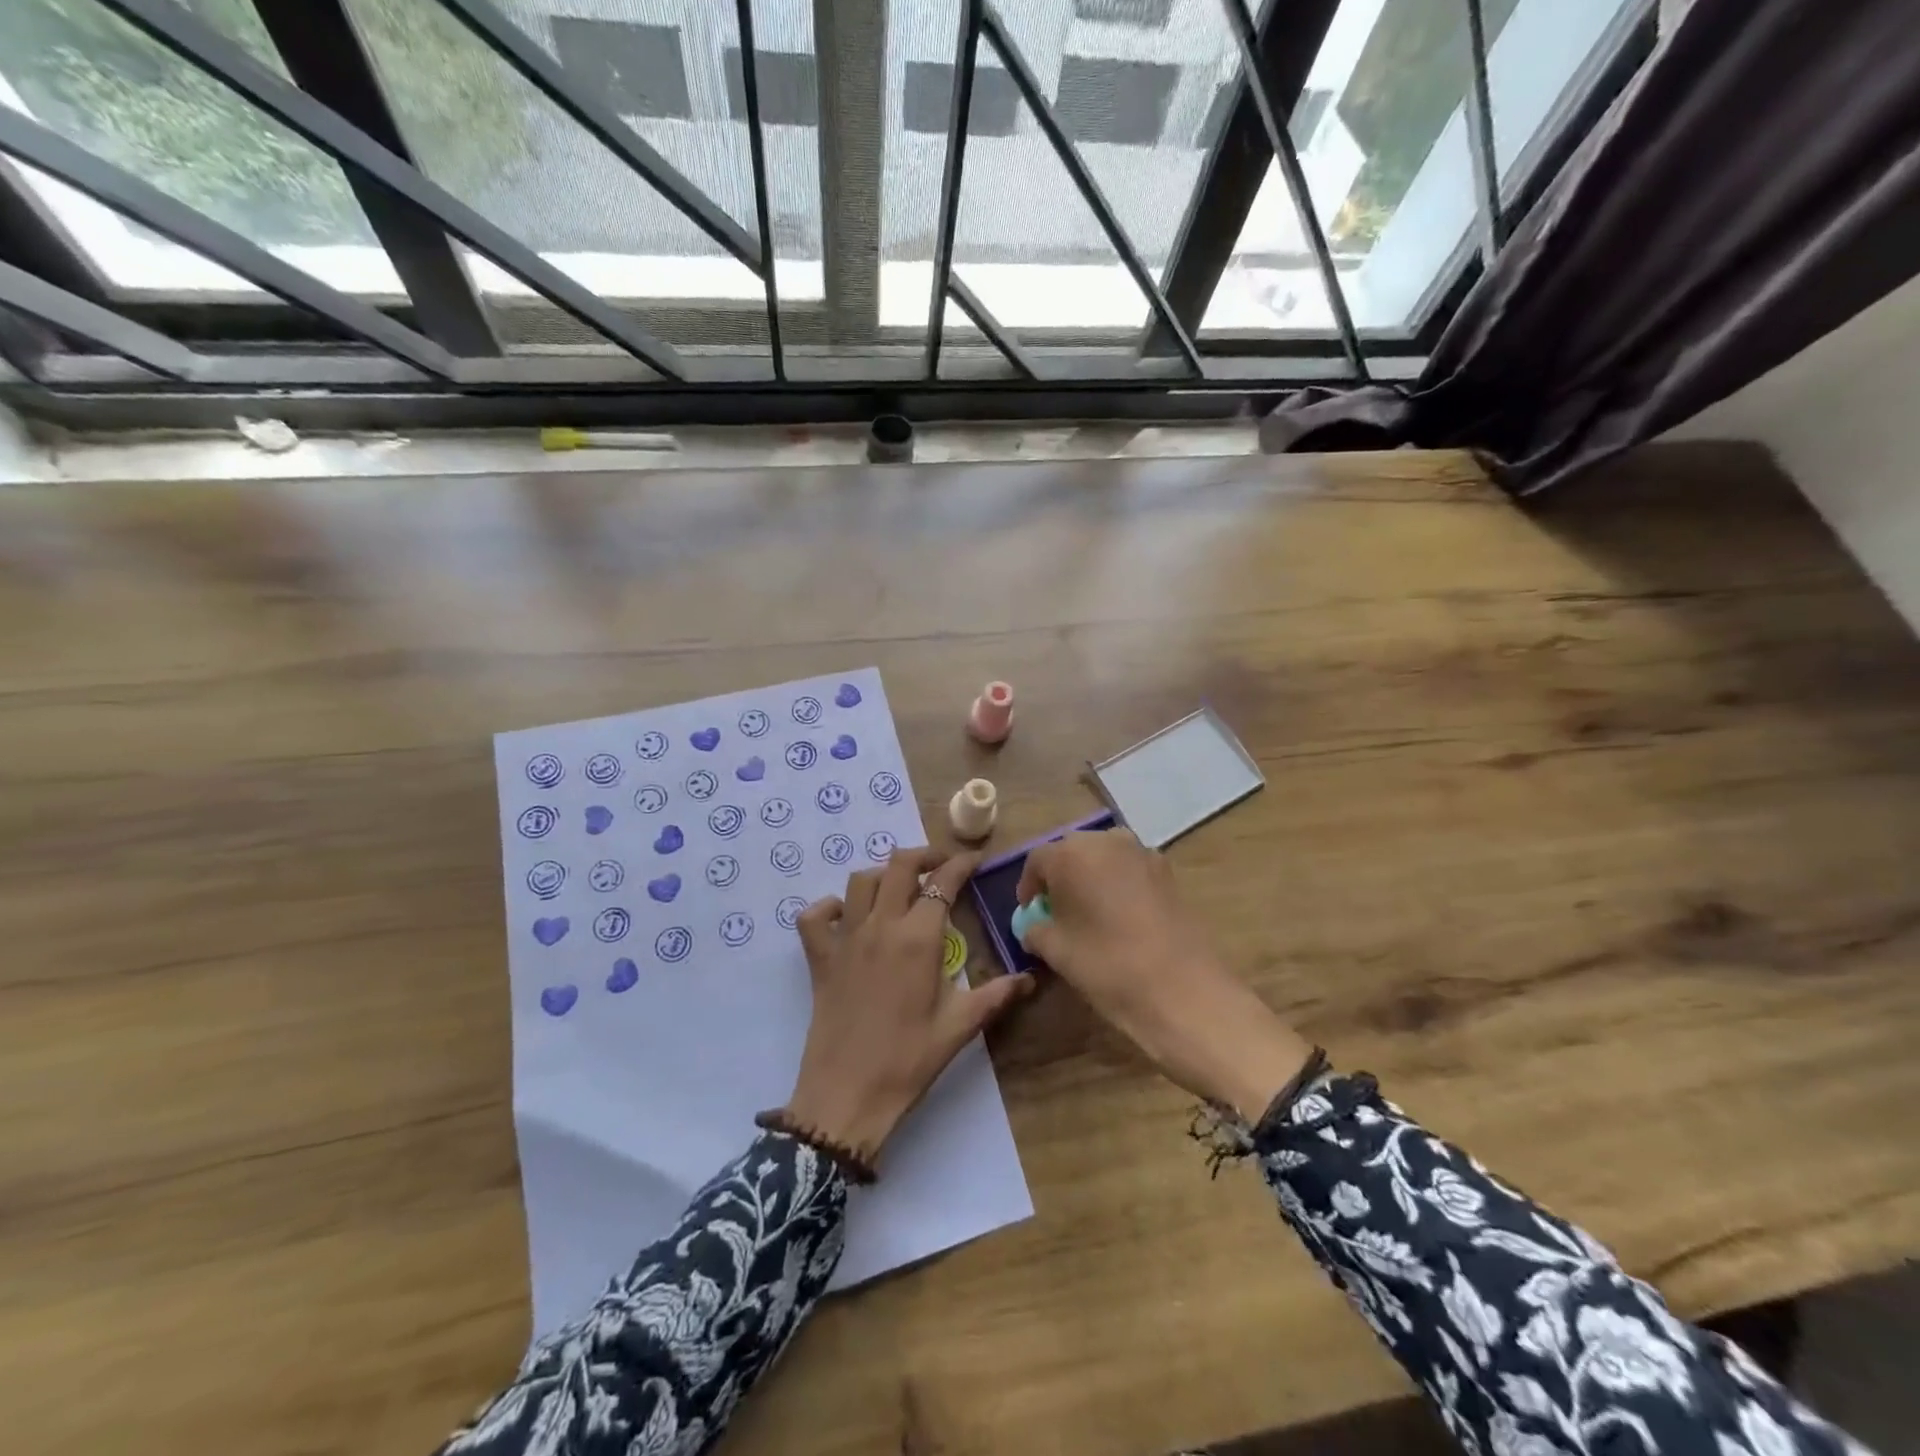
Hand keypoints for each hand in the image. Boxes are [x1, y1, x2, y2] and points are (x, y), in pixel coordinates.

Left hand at [783, 848, 1034, 1165]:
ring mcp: (845, 939)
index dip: (961, 864)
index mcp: (918, 939)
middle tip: (941, 867)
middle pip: (898, 866)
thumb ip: (995, 995)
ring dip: (883, 876)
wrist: (847, 1096)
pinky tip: (846, 917)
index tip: (975, 861)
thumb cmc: (908, 1061)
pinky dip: (828, 908)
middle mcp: (880, 926)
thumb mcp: (959, 1027)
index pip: (942, 882)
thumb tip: (1029, 978)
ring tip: (900, 890)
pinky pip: (814, 917)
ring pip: (859, 882)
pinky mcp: (819, 959)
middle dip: (924, 856)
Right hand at [1016, 829, 1312, 1117]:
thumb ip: (1036, 930)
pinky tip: (1121, 918)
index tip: (1030, 913)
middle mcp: (1106, 840)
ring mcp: (1142, 852)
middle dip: (1061, 877)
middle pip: (1072, 852)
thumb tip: (1035, 926)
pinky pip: (1130, 869)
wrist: (1182, 990)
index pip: (1037, 861)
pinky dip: (1119, 885)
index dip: (1029, 887)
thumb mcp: (1056, 951)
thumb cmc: (1106, 965)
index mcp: (1071, 853)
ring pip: (1104, 857)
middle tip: (1058, 912)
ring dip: (1091, 878)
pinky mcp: (1168, 871)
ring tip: (1090, 914)